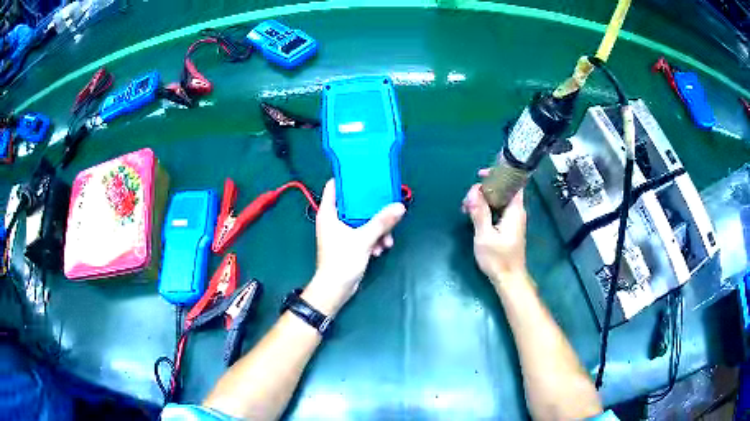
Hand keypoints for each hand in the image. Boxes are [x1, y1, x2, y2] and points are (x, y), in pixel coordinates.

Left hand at [303, 180, 405, 315]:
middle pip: (354, 203)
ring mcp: (341, 232)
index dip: (348, 179)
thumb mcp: (363, 239)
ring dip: (376, 228)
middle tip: (386, 207)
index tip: (366, 176)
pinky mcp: (349, 243)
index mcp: (329, 213)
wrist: (336, 289)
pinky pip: (364, 234)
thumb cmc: (342, 260)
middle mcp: (334, 219)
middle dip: (372, 208)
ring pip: (362, 220)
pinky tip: (381, 248)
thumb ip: (381, 222)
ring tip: (386, 239)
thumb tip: (399, 206)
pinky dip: (373, 238)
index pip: (334, 186)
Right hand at [462, 169, 527, 285]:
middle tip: (467, 199)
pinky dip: (486, 208)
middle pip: (503, 189)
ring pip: (498, 200)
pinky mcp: (508, 226)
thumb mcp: (485, 236)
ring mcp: (513, 219)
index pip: (513, 182)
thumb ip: (479, 212)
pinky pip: (497, 209)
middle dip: (484, 189)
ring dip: (483, 199)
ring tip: (466, 208)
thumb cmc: (498, 258)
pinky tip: (473, 215)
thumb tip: (473, 191)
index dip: (499, 174)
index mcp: (515, 210)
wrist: (509, 278)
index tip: (481, 176)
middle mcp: (516, 211)